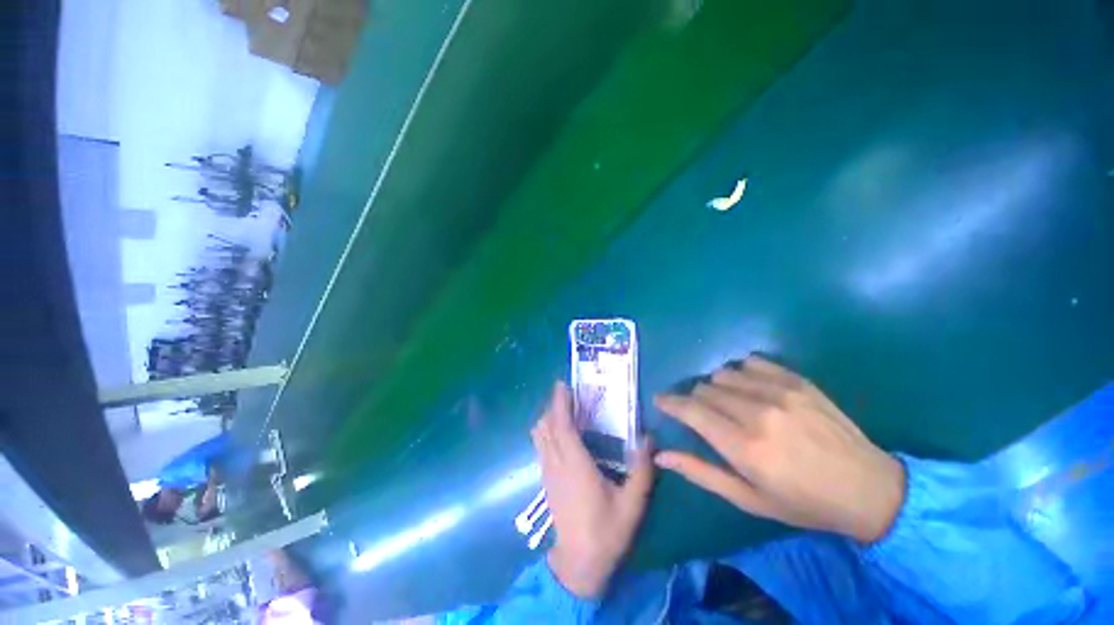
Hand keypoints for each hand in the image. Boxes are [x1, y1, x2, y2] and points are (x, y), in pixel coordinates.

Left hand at [531, 382, 654, 597]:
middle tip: (568, 393)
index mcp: (575, 465)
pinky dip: (546, 430)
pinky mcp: (545, 479)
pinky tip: (559, 431)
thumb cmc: (606, 532)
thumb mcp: (632, 504)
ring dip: (549, 417)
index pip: (562, 425)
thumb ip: (642, 470)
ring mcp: (547, 471)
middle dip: (554, 405)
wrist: (579, 565)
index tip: (563, 385)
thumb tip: (648, 439)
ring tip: (564, 408)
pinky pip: (541, 445)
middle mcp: (556, 463)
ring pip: (540, 435)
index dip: (560, 403)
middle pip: (547, 425)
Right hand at [654, 356, 904, 543]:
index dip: (670, 402)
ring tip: (729, 403)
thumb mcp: (748, 499)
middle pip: (704, 388)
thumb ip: (701, 472)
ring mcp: (779, 392)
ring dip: (717, 387)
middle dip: (695, 400)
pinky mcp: (797, 381)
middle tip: (704, 415)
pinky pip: (751, 362)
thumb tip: (661, 454)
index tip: (661, 401)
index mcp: (743, 446)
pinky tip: (750, 387)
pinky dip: (741, 372)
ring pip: (723, 374)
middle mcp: (757, 413)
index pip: (690, 410)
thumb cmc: (803, 502)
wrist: (869, 489)